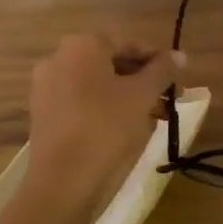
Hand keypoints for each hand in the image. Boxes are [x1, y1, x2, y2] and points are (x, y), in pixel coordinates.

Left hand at [24, 33, 183, 209]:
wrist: (63, 179)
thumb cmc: (106, 127)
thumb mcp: (142, 96)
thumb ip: (162, 71)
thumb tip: (179, 56)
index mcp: (82, 45)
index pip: (129, 44)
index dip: (158, 61)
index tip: (177, 80)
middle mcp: (59, 58)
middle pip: (111, 63)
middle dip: (142, 81)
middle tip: (167, 100)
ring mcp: (46, 86)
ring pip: (97, 85)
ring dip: (126, 96)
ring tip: (152, 118)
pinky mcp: (43, 113)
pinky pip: (80, 102)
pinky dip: (104, 109)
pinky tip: (124, 129)